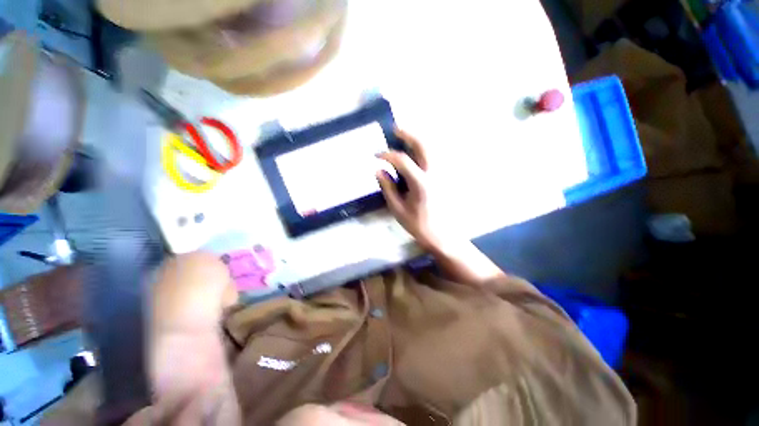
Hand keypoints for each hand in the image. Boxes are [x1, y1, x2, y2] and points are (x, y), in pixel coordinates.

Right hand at [377, 130, 506, 287]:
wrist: (443, 236)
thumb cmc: (418, 225)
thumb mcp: (398, 209)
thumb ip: (388, 188)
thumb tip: (379, 170)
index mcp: (421, 183)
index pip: (402, 160)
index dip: (387, 155)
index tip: (376, 155)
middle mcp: (434, 174)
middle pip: (423, 146)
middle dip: (409, 135)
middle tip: (396, 130)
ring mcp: (442, 175)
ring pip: (432, 149)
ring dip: (418, 140)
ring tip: (406, 137)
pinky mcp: (446, 178)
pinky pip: (435, 158)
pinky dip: (425, 150)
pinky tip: (417, 153)